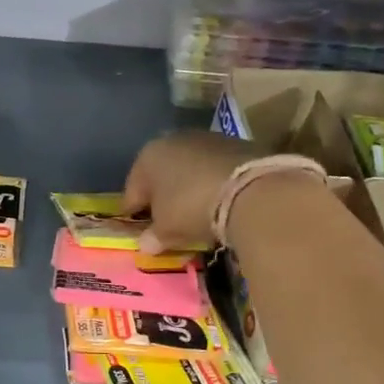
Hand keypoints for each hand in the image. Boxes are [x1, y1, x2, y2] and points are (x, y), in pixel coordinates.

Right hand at [122, 131, 263, 252]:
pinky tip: (219, 201)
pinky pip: (215, 169)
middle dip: (162, 196)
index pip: (133, 190)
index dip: (134, 212)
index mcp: (147, 157)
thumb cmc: (191, 207)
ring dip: (189, 188)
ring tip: (196, 212)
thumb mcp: (167, 229)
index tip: (137, 229)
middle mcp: (173, 140)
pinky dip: (213, 183)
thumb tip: (146, 245)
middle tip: (167, 221)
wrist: (251, 189)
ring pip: (189, 169)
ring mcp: (207, 139)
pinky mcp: (237, 144)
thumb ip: (153, 236)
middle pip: (161, 175)